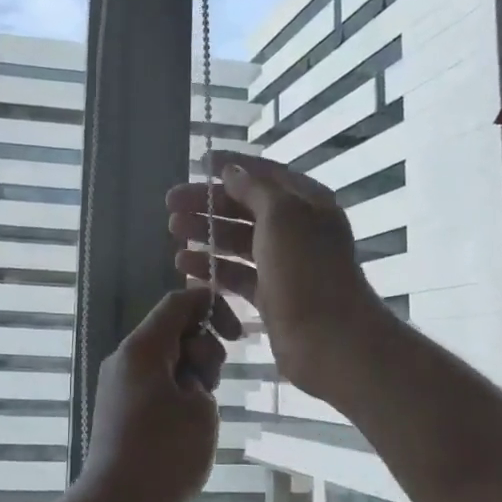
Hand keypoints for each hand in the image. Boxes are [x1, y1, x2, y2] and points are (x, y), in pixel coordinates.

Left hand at [76, 285, 239, 501]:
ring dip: (191, 375)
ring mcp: (117, 384)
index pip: (178, 302)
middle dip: (203, 349)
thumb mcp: (201, 409)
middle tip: (210, 386)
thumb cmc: (164, 454)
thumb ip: (201, 375)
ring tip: (199, 413)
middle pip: (171, 330)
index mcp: (142, 348)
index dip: (212, 307)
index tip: (238, 335)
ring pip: (163, 359)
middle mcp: (124, 358)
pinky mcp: (117, 408)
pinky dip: (174, 392)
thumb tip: (188, 376)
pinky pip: (152, 384)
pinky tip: (185, 425)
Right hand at [165, 151, 390, 406]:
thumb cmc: (306, 269)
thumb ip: (254, 189)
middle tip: (171, 204)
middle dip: (209, 204)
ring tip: (174, 232)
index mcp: (307, 203)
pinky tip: (186, 265)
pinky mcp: (272, 294)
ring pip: (239, 241)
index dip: (234, 166)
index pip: (266, 174)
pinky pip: (237, 273)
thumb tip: (231, 172)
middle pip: (246, 208)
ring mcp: (284, 263)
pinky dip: (213, 267)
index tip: (200, 162)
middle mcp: (297, 229)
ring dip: (207, 234)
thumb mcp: (281, 216)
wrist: (329, 339)